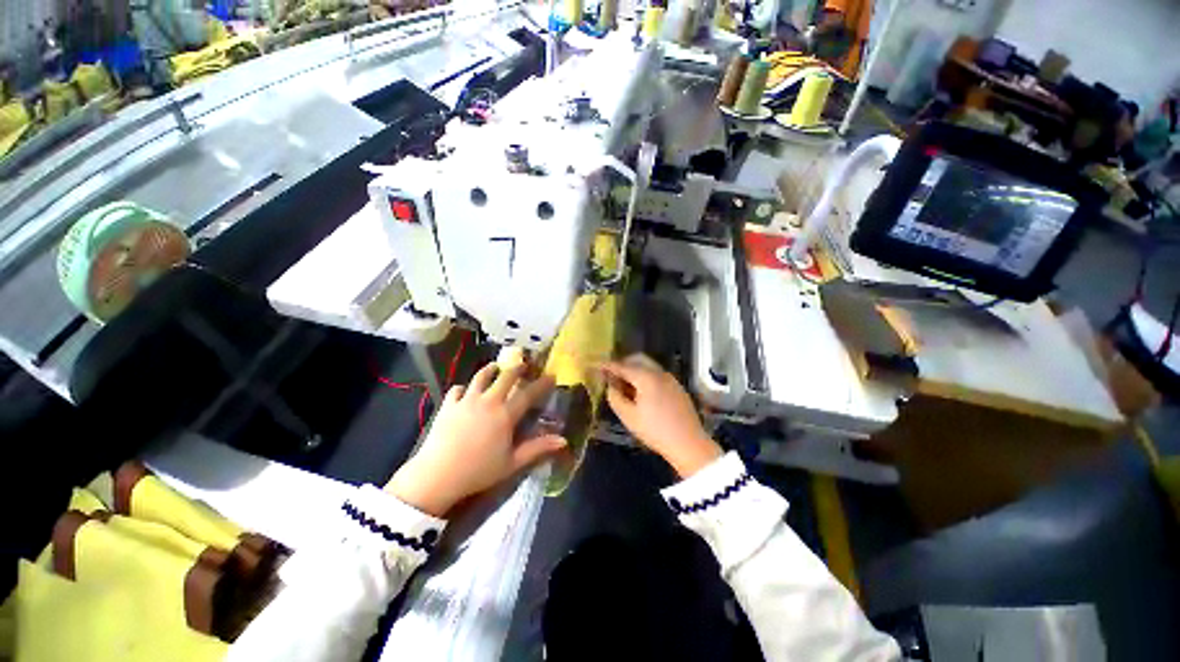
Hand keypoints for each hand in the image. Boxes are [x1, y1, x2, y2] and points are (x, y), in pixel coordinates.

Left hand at [384, 362, 565, 516]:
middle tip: (524, 365)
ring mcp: (466, 400)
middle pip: (505, 377)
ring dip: (491, 369)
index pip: (528, 393)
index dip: (542, 383)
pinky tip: (465, 391)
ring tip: (496, 367)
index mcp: (505, 414)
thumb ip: (538, 448)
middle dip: (517, 368)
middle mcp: (488, 401)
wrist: (437, 475)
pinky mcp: (448, 405)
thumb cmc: (479, 471)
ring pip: (481, 376)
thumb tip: (563, 440)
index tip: (551, 375)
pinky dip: (464, 388)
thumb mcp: (512, 463)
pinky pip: (457, 389)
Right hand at [599, 354, 721, 477]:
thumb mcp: (629, 416)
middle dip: (622, 364)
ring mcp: (670, 378)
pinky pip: (656, 374)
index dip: (606, 365)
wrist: (689, 443)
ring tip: (624, 386)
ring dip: (634, 370)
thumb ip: (615, 397)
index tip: (594, 365)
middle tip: (610, 375)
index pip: (621, 366)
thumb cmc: (655, 430)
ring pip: (648, 366)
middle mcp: (659, 372)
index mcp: (646, 377)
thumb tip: (610, 386)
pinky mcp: (676, 386)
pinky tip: (640, 392)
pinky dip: (645, 376)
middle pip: (637, 359)